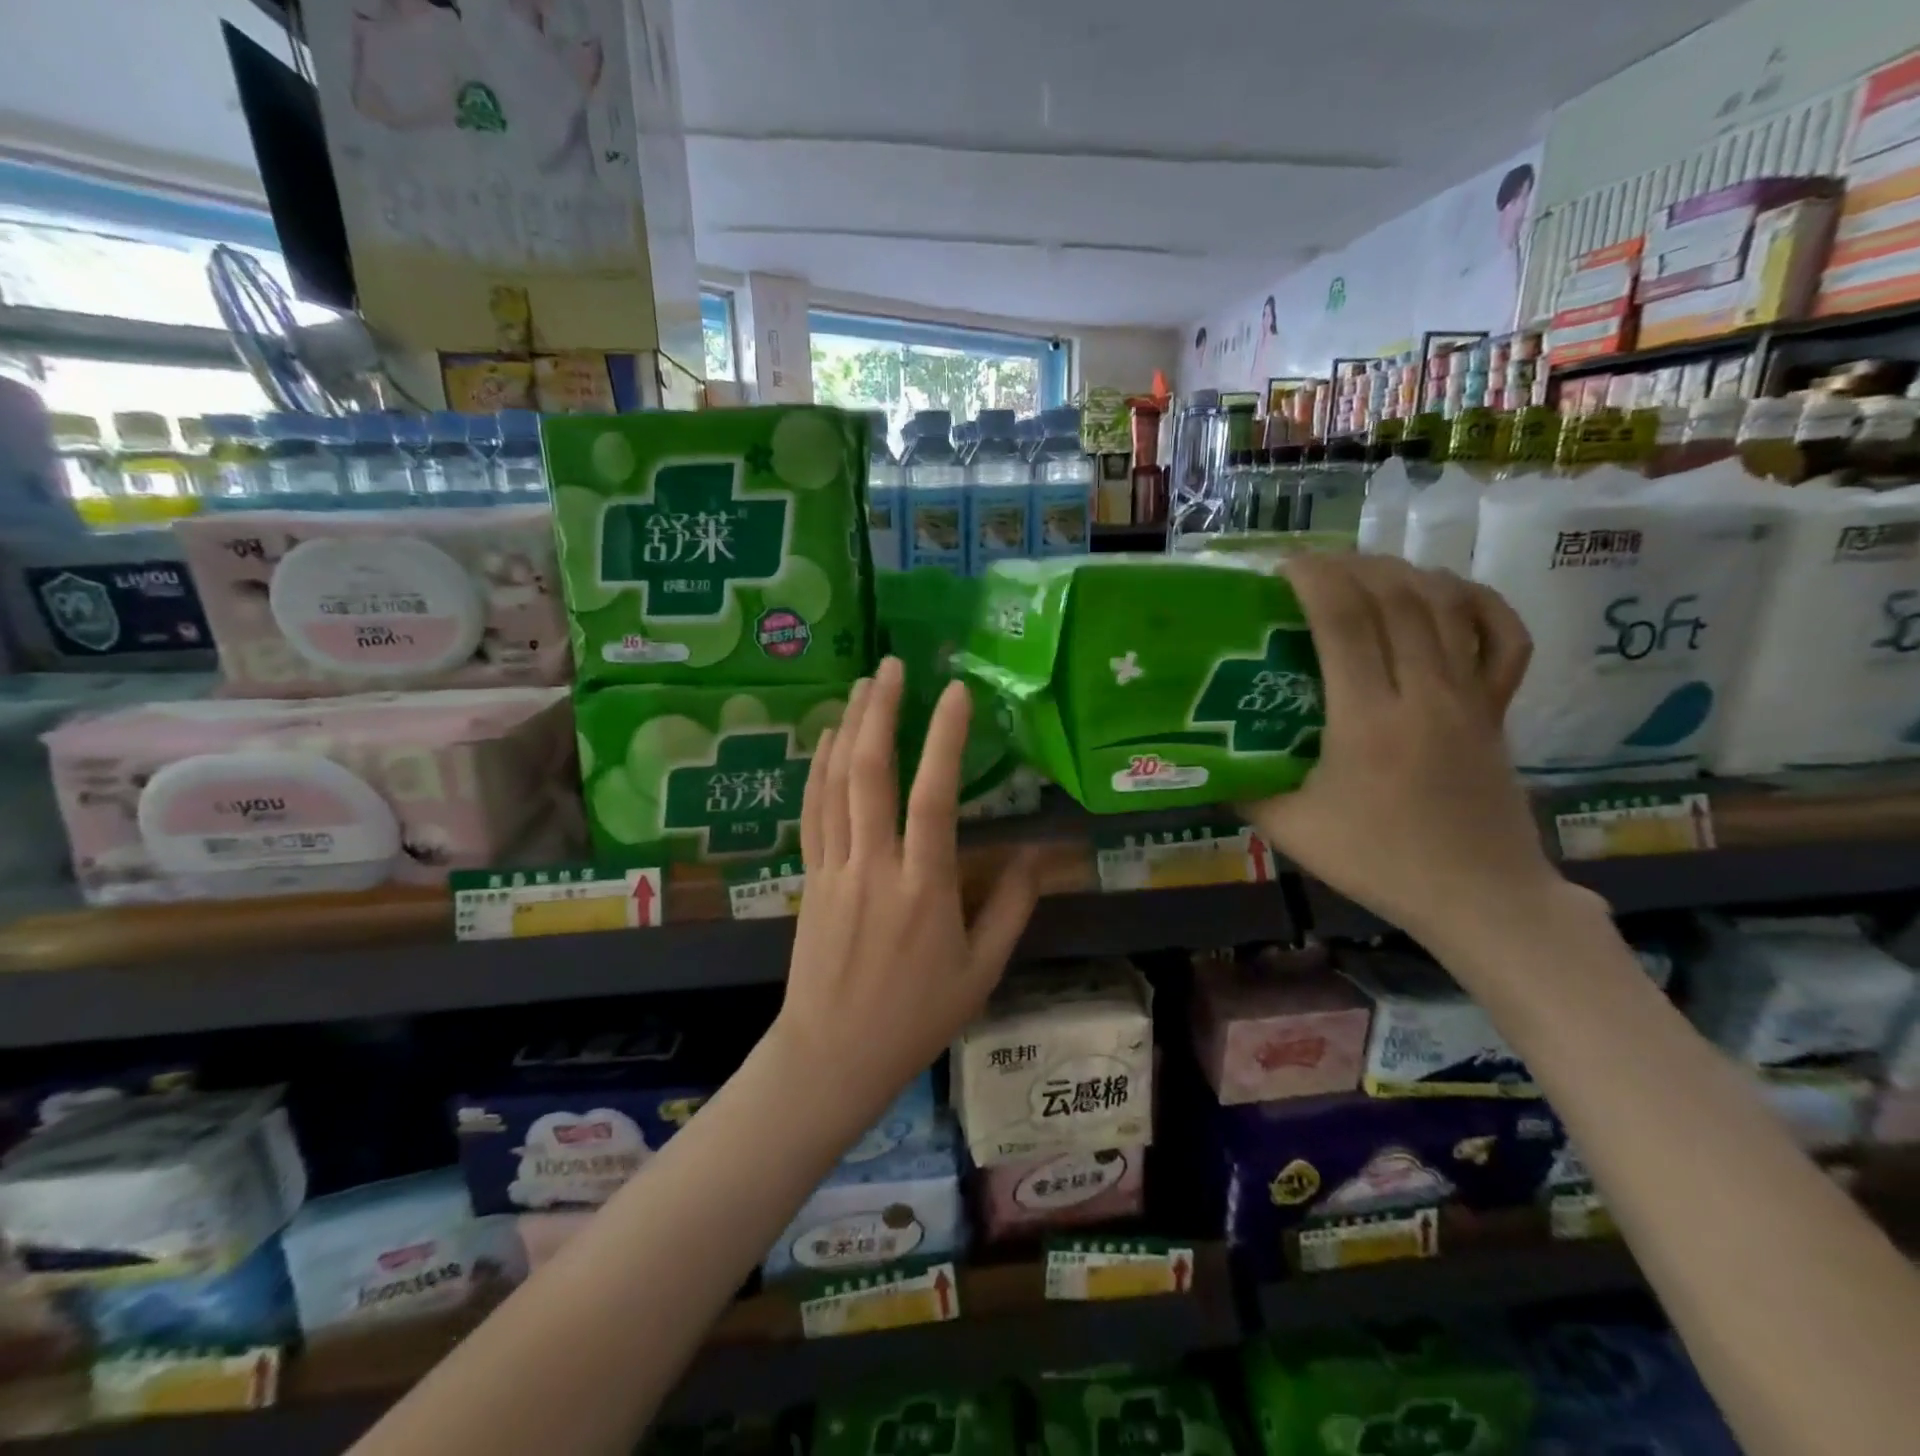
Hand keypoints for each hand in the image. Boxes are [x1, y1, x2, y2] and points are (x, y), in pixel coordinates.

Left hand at [775, 658, 1040, 1125]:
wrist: (832, 1056)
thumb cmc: (916, 1018)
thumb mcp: (981, 972)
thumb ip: (1011, 908)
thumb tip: (1036, 854)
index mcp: (924, 889)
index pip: (934, 798)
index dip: (943, 739)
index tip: (955, 692)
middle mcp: (875, 867)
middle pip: (870, 774)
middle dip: (881, 712)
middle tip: (892, 665)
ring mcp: (834, 869)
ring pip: (835, 784)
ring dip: (848, 728)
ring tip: (863, 684)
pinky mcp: (810, 877)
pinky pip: (812, 811)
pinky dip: (820, 769)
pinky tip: (829, 739)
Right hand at [1241, 556, 1587, 960]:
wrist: (1481, 898)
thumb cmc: (1378, 863)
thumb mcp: (1290, 831)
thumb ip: (1243, 787)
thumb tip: (1205, 755)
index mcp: (1369, 721)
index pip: (1345, 621)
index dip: (1313, 579)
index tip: (1281, 567)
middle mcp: (1425, 694)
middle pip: (1395, 597)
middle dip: (1349, 566)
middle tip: (1311, 567)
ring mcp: (1470, 696)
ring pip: (1445, 604)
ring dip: (1401, 573)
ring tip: (1361, 571)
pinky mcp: (1497, 707)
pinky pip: (1502, 636)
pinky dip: (1475, 601)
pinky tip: (1442, 592)